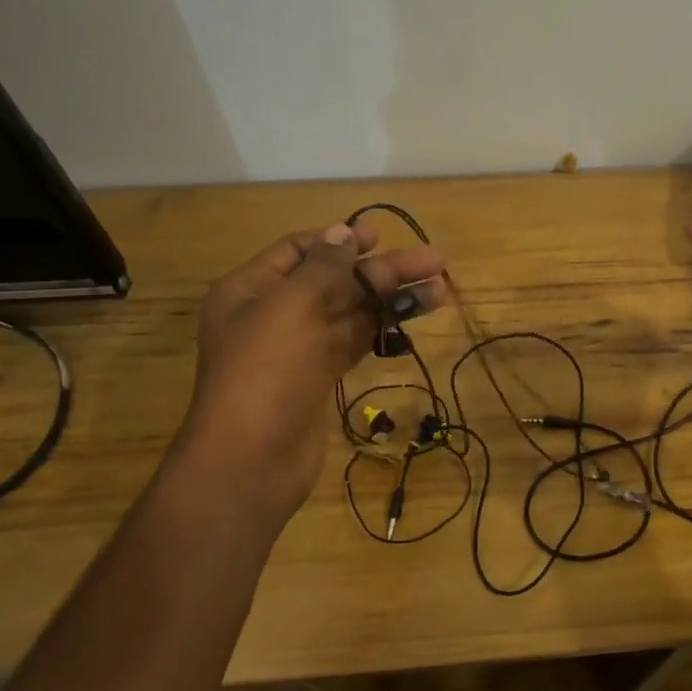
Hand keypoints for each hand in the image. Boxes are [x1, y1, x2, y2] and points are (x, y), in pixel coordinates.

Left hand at [178, 219, 444, 519]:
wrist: (252, 459)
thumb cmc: (266, 371)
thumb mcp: (291, 305)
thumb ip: (323, 266)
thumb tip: (344, 231)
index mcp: (252, 289)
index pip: (298, 250)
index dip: (340, 240)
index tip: (380, 236)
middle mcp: (274, 313)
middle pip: (334, 280)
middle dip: (382, 271)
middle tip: (433, 261)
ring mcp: (299, 348)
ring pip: (351, 312)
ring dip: (392, 299)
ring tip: (440, 288)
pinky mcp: (320, 378)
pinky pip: (354, 342)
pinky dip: (383, 329)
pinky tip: (414, 319)